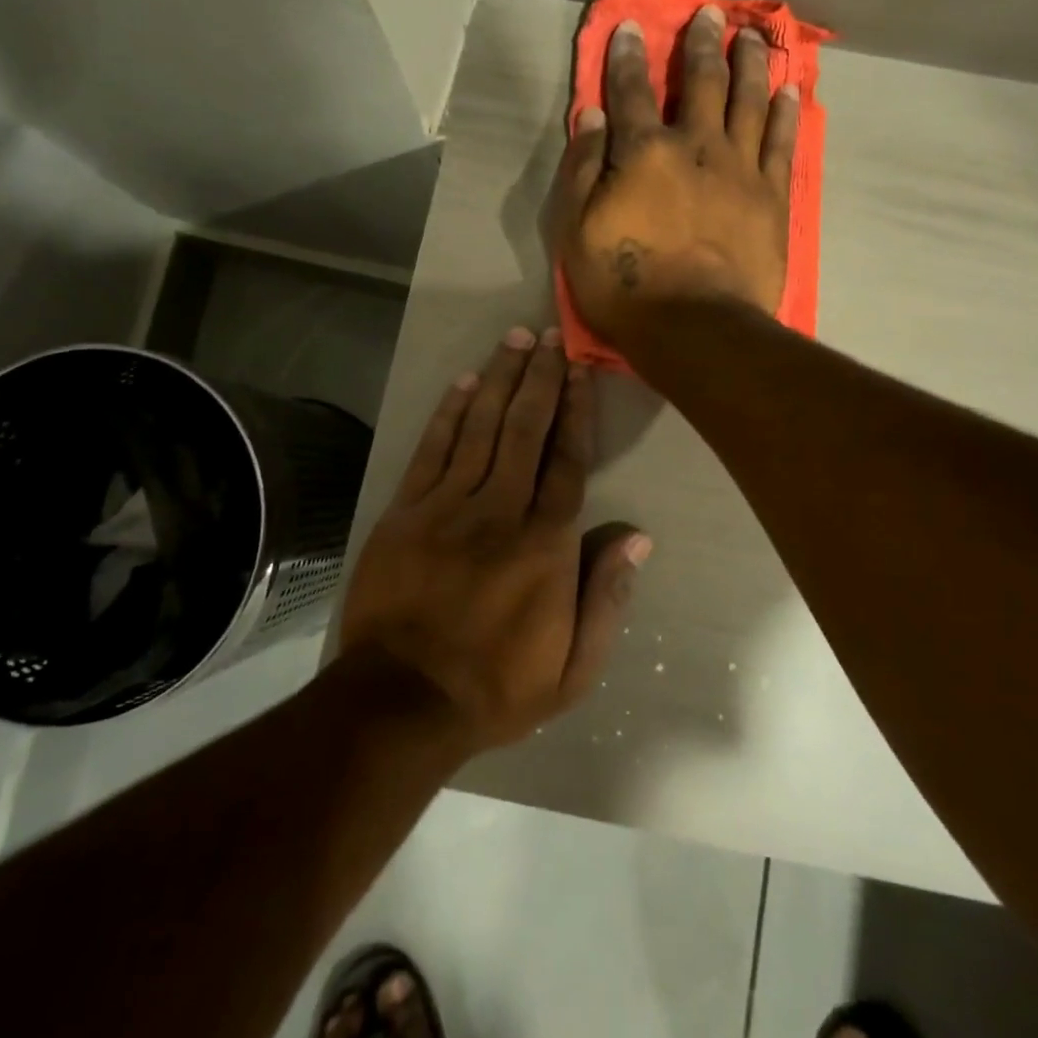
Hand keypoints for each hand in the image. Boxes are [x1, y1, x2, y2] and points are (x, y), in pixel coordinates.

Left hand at [339, 326, 649, 749]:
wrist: (401, 703)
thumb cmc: (497, 687)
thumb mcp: (575, 667)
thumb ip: (607, 597)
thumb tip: (636, 536)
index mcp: (545, 544)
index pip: (566, 460)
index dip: (576, 410)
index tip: (580, 370)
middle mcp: (500, 511)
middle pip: (525, 430)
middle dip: (540, 378)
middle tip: (549, 335)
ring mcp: (447, 507)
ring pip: (480, 428)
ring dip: (500, 380)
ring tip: (514, 339)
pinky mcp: (405, 513)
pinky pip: (432, 451)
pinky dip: (449, 413)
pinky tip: (464, 383)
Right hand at [554, 4, 798, 346]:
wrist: (696, 327)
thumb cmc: (625, 286)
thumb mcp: (577, 232)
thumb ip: (583, 169)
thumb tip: (592, 116)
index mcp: (643, 153)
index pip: (631, 92)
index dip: (627, 57)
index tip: (630, 27)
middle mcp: (695, 146)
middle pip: (701, 83)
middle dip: (702, 45)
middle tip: (710, 14)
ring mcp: (740, 169)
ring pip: (748, 101)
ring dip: (749, 63)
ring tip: (754, 36)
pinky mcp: (772, 196)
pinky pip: (782, 142)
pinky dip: (785, 112)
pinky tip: (789, 89)